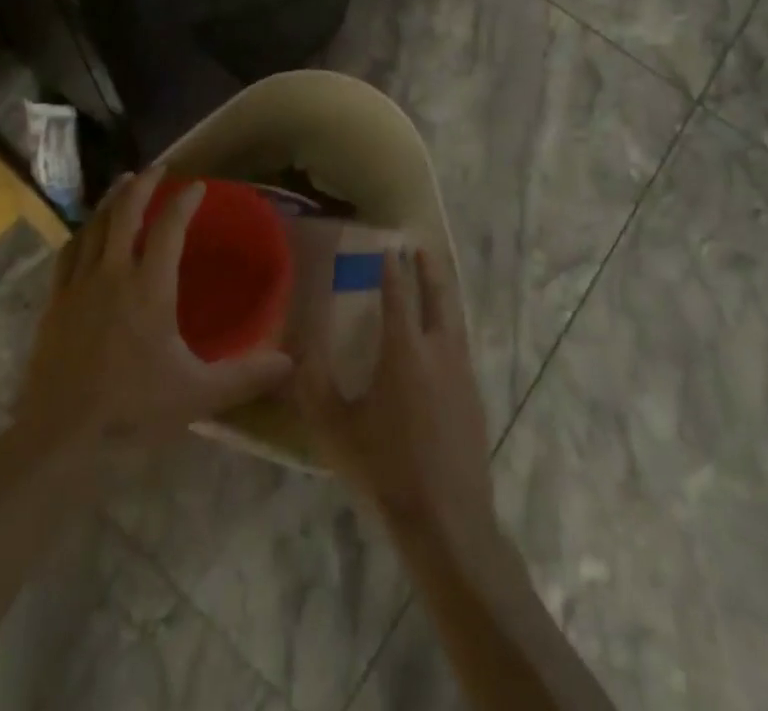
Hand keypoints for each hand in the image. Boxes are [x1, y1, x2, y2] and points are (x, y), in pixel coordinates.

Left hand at [13, 169, 292, 456]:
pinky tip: (85, 232)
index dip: (184, 202)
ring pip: (94, 227)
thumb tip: (291, 364)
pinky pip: (68, 254)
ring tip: (122, 183)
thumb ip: (245, 375)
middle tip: (157, 168)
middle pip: (125, 213)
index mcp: (149, 287)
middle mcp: (113, 274)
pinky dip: (82, 233)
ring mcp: (78, 286)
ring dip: (111, 201)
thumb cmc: (133, 410)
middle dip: (143, 185)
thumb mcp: (198, 394)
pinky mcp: (54, 304)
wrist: (60, 437)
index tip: (198, 186)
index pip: (168, 228)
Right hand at [296, 246, 501, 556]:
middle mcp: (438, 351)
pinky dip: (450, 325)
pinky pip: (460, 345)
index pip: (398, 295)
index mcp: (404, 351)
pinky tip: (442, 338)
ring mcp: (462, 373)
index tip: (389, 246)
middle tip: (420, 247)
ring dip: (443, 294)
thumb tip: (293, 347)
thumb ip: (312, 384)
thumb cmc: (386, 470)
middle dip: (428, 269)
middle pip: (438, 296)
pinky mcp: (474, 396)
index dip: (392, 269)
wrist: (447, 521)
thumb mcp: (335, 428)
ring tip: (433, 281)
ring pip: (454, 319)